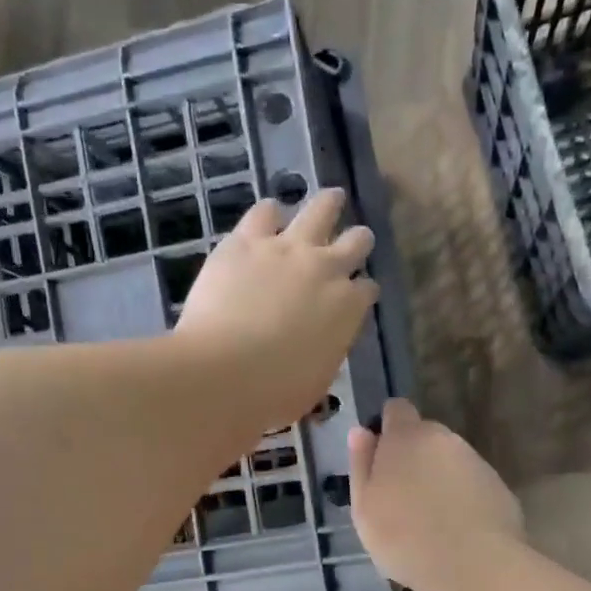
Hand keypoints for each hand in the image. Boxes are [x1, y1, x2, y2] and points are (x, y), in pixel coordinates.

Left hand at [175, 190, 378, 429]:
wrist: (224, 371)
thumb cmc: (275, 392)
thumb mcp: (316, 380)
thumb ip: (325, 351)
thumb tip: (319, 344)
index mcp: (348, 309)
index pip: (366, 289)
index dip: (361, 290)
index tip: (357, 292)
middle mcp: (326, 269)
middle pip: (356, 242)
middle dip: (358, 241)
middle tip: (358, 237)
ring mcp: (287, 249)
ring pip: (320, 210)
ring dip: (329, 204)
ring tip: (332, 198)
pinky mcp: (247, 241)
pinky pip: (265, 212)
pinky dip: (270, 213)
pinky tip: (269, 214)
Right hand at [348, 399, 523, 590]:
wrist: (474, 566)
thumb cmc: (404, 536)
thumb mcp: (364, 506)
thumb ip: (361, 464)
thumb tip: (361, 432)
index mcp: (407, 437)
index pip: (397, 409)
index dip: (387, 428)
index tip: (381, 456)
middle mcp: (445, 439)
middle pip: (425, 437)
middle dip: (414, 457)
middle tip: (401, 498)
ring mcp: (476, 462)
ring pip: (449, 462)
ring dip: (439, 480)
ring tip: (430, 521)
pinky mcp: (500, 488)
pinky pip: (472, 486)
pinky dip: (462, 499)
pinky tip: (456, 532)